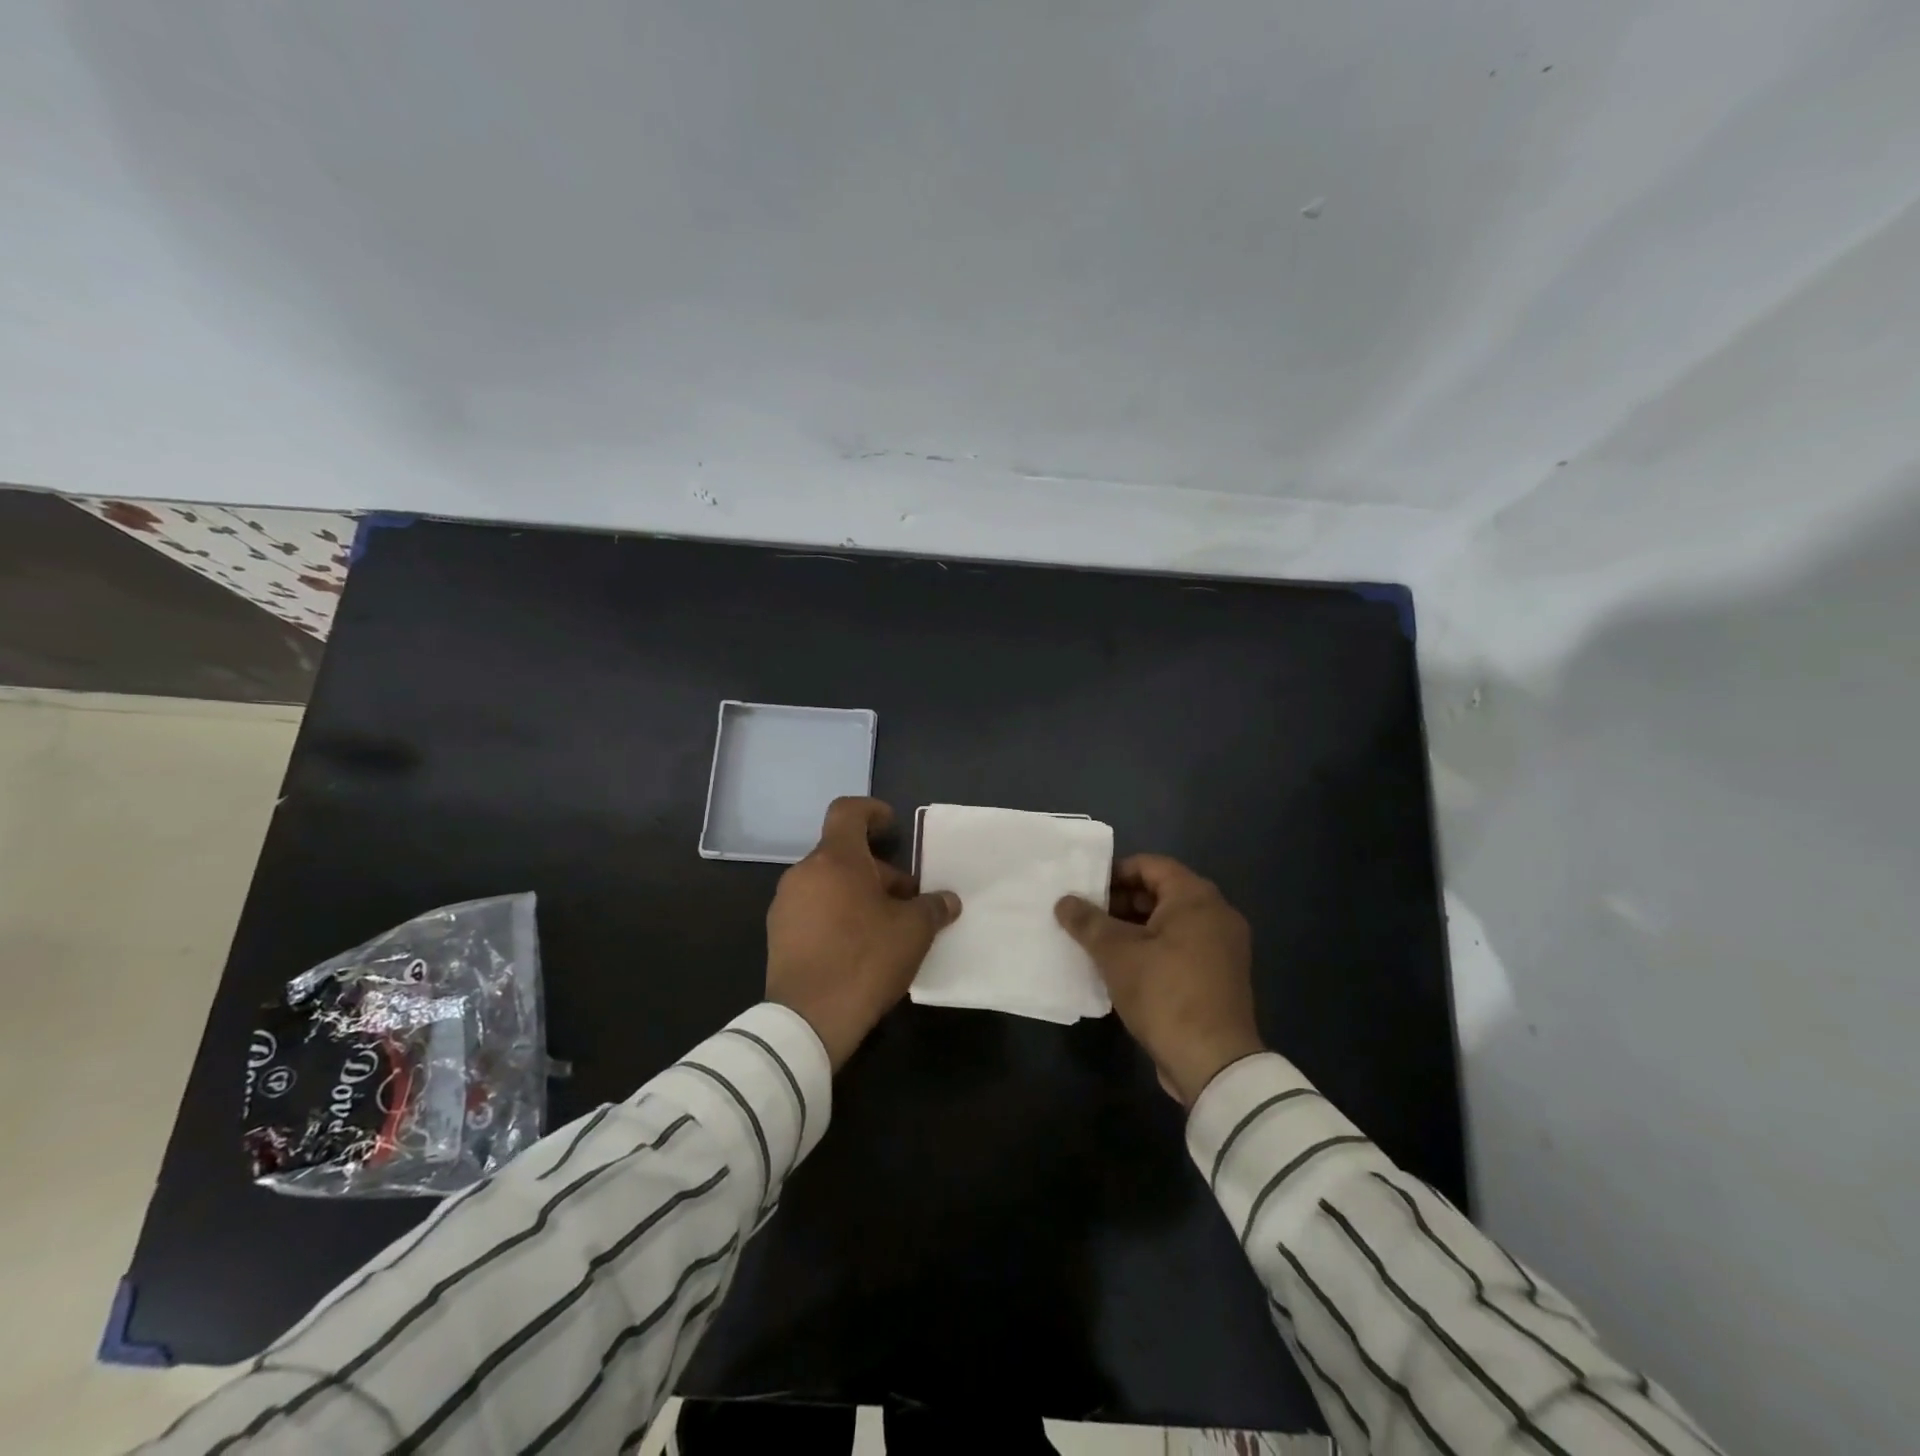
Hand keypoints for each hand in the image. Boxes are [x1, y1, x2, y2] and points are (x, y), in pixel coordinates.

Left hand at [766, 797, 962, 1069]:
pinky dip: (837, 914)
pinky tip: (859, 947)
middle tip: (907, 900)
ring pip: (829, 883)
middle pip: (844, 854)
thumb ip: (933, 907)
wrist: (808, 1019)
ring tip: (886, 926)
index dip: (872, 812)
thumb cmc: (865, 959)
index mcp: (836, 859)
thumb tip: (947, 900)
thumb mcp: (913, 931)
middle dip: (878, 870)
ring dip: (858, 894)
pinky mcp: (778, 934)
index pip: (847, 812)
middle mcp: (804, 872)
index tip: (892, 828)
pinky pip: (813, 909)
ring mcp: (786, 904)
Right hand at [1055, 854, 1262, 1105]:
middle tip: (1085, 917)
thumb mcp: (1116, 954)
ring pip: (1169, 923)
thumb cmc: (1164, 994)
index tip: (1084, 890)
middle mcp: (1216, 914)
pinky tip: (1121, 967)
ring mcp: (1222, 947)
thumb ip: (1087, 922)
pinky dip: (1152, 949)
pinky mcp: (1219, 976)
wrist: (1213, 1063)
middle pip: (1161, 892)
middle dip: (1120, 902)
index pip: (1150, 865)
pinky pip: (1180, 947)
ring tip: (1096, 943)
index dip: (1114, 872)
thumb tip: (1064, 901)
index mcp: (1196, 898)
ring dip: (1133, 928)